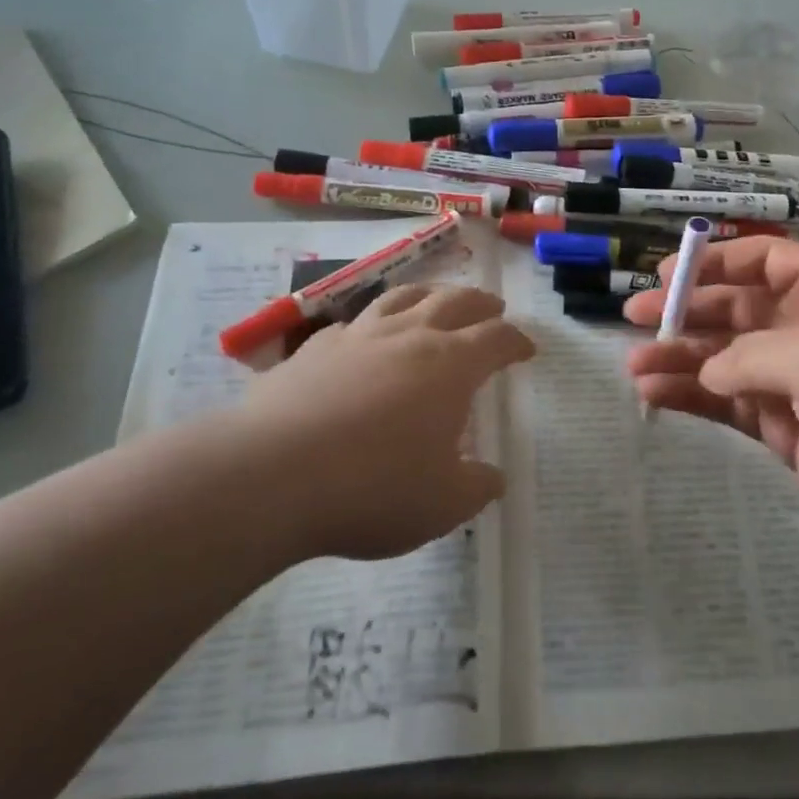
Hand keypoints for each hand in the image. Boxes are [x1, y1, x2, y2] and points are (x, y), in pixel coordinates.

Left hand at [227, 284, 533, 559]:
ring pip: (402, 297)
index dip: (517, 341)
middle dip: (480, 302)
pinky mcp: (314, 349)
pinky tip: (363, 337)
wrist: (272, 474)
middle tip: (493, 307)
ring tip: (436, 300)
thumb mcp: (442, 505)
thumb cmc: (374, 487)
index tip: (527, 349)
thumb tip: (492, 478)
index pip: (497, 338)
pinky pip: (351, 324)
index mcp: (451, 365)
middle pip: (455, 301)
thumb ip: (475, 488)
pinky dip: (369, 324)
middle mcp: (409, 335)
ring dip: (429, 294)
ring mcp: (358, 336)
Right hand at [624, 237, 798, 551]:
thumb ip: (753, 355)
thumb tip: (708, 370)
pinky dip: (692, 398)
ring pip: (722, 359)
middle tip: (634, 317)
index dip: (714, 261)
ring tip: (635, 366)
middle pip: (732, 308)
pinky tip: (655, 396)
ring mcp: (792, 380)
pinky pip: (727, 404)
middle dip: (683, 311)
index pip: (761, 260)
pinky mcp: (783, 427)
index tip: (667, 273)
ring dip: (678, 358)